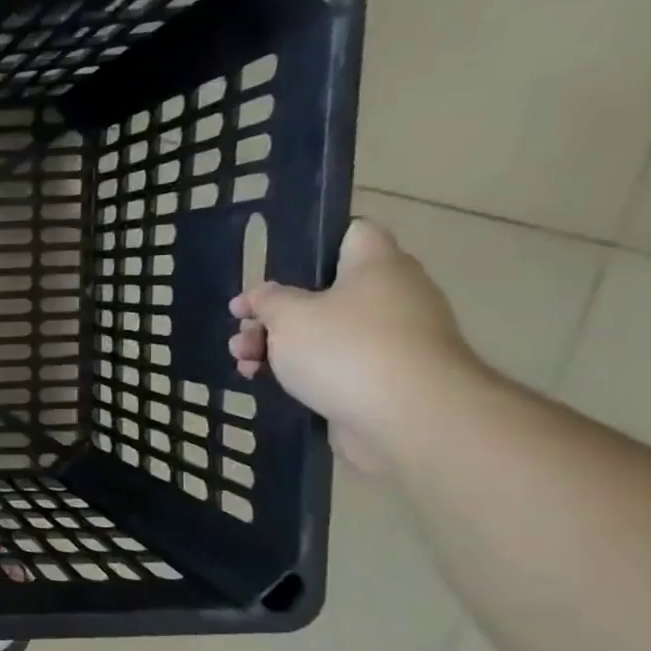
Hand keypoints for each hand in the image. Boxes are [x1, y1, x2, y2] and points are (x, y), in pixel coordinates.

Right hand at [228, 220, 482, 471]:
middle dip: (275, 311)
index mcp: (377, 266)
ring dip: (278, 345)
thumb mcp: (288, 316)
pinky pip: (332, 365)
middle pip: (324, 291)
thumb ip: (267, 300)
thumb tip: (261, 295)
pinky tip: (265, 382)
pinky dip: (299, 372)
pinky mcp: (381, 378)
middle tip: (242, 327)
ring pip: (322, 332)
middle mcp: (391, 296)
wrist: (408, 418)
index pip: (353, 232)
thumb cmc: (346, 349)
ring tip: (243, 362)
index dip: (313, 242)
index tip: (275, 266)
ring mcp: (390, 340)